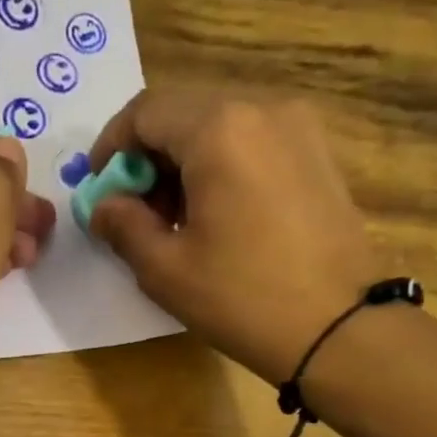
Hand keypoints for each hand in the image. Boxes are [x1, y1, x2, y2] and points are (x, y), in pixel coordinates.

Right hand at [87, 92, 379, 384]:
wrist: (338, 327)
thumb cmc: (242, 298)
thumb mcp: (165, 270)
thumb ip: (123, 226)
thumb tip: (103, 206)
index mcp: (218, 129)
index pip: (146, 112)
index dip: (111, 147)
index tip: (98, 189)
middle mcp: (262, 109)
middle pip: (185, 113)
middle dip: (148, 157)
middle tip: (134, 211)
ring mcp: (298, 128)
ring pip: (221, 127)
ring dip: (184, 164)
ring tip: (174, 221)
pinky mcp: (318, 154)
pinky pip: (253, 143)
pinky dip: (222, 168)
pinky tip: (217, 218)